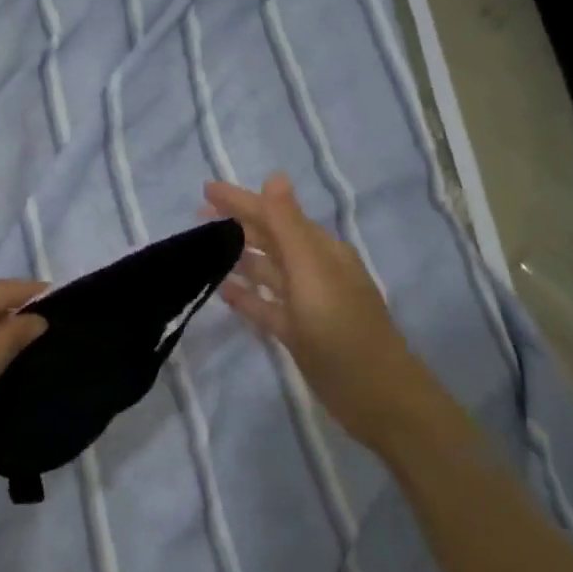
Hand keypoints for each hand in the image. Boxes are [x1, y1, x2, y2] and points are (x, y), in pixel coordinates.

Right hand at [205, 173, 434, 451]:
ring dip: (239, 257)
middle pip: (270, 240)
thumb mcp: (312, 273)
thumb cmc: (342, 329)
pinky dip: (246, 295)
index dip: (241, 201)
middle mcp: (313, 270)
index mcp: (320, 251)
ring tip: (203, 249)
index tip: (206, 190)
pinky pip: (265, 305)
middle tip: (197, 217)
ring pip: (266, 272)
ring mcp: (306, 303)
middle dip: (237, 224)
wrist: (375, 395)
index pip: (275, 215)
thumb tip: (274, 176)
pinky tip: (221, 290)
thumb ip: (289, 226)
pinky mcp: (298, 332)